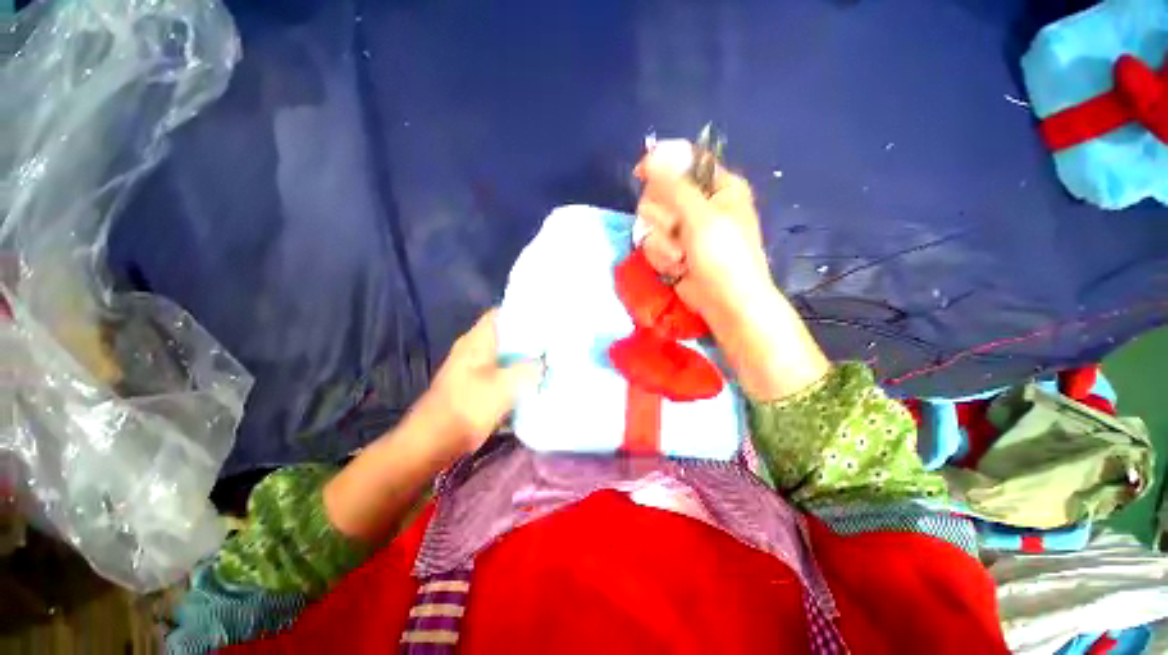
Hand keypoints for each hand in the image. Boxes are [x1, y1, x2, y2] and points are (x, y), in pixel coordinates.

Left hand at [414, 310, 541, 455]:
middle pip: (507, 335)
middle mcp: (475, 349)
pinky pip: (502, 372)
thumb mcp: (503, 387)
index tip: (548, 319)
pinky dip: (517, 374)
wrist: (432, 444)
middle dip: (531, 339)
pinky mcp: (477, 386)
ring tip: (550, 360)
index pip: (502, 314)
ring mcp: (474, 368)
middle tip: (555, 342)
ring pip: (506, 355)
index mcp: (477, 341)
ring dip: (525, 358)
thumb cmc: (466, 409)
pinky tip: (534, 382)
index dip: (525, 313)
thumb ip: (528, 370)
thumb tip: (543, 362)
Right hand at [634, 144, 773, 340]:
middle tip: (675, 231)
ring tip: (680, 257)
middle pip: (660, 192)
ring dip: (662, 243)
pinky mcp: (673, 249)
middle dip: (662, 217)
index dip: (661, 165)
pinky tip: (677, 268)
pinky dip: (662, 257)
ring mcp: (685, 228)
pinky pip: (653, 243)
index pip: (684, 161)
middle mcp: (700, 203)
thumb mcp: (701, 218)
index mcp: (718, 186)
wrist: (725, 303)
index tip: (642, 174)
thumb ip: (674, 187)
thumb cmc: (723, 258)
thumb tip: (651, 157)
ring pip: (652, 222)